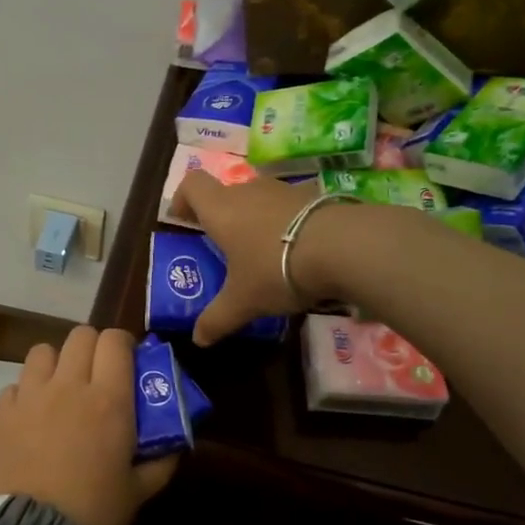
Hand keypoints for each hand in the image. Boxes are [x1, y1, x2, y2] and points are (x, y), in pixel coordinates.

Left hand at [0, 326, 178, 524]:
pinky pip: (15, 385)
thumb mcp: (141, 489)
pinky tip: (31, 416)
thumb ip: (163, 460)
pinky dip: (25, 393)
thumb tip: (176, 442)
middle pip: (80, 336)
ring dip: (56, 363)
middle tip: (97, 376)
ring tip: (60, 389)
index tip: (127, 364)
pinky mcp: (2, 414)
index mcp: (109, 398)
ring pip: (43, 351)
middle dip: (92, 348)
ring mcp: (31, 396)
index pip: (115, 341)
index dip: (123, 345)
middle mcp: (69, 385)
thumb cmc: (96, 509)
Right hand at [170, 172, 324, 345]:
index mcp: (221, 210)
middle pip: (226, 194)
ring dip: (254, 219)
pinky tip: (294, 251)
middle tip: (223, 247)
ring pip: (258, 199)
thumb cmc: (275, 269)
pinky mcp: (314, 197)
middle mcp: (248, 191)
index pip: (192, 185)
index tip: (183, 220)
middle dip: (221, 217)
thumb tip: (198, 339)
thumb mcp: (242, 302)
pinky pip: (288, 208)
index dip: (183, 199)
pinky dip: (284, 224)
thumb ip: (217, 319)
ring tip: (260, 252)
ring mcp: (283, 190)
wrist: (341, 247)